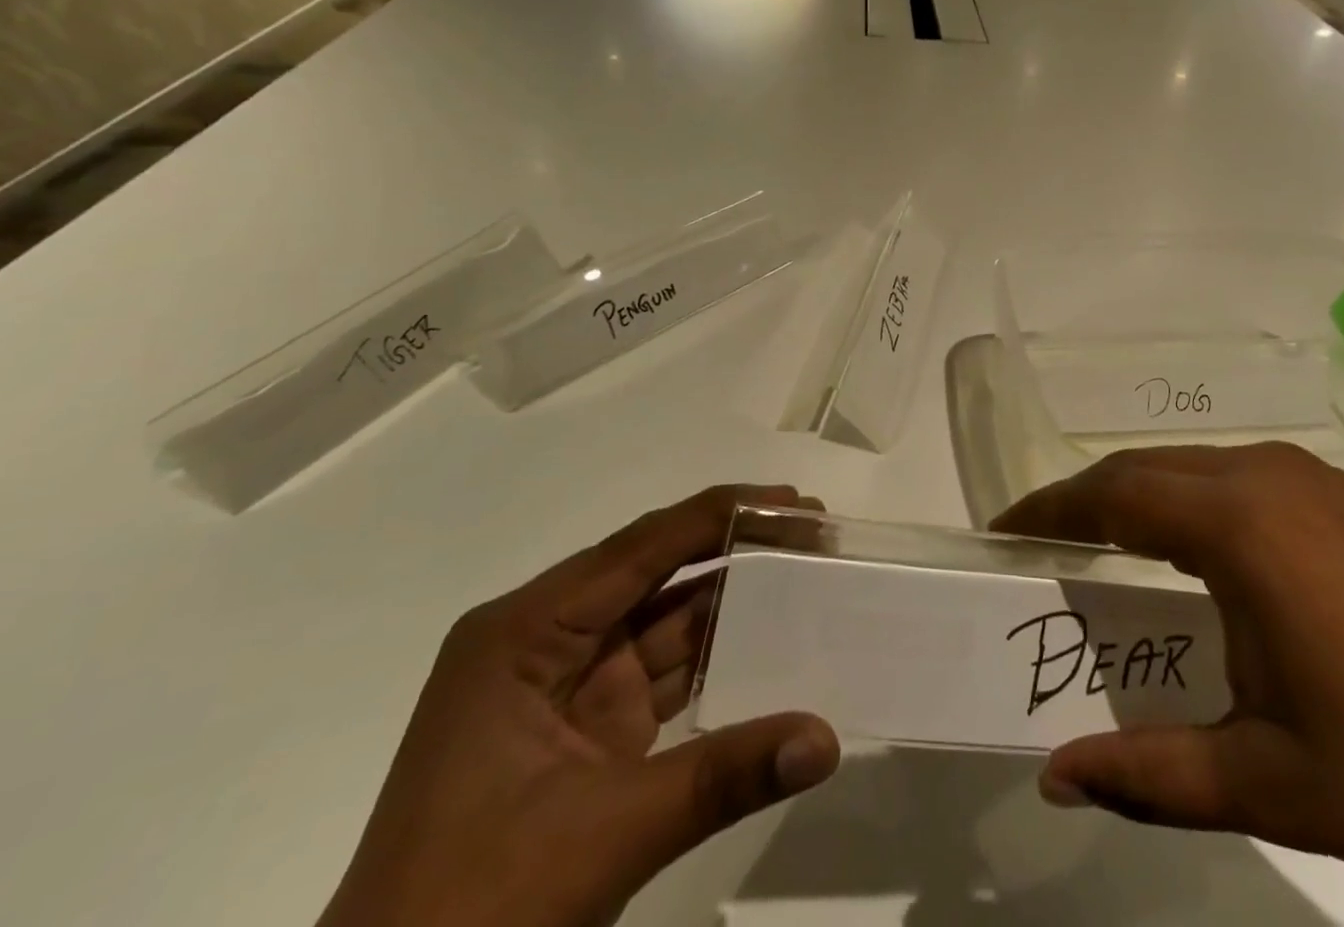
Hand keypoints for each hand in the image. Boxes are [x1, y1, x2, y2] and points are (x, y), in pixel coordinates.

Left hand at [319, 485, 840, 926]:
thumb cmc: (469, 915)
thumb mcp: (601, 836)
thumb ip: (723, 776)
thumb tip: (828, 739)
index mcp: (525, 631)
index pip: (641, 548)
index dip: (722, 515)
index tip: (794, 502)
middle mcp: (546, 640)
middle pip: (658, 572)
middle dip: (737, 547)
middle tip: (814, 530)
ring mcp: (569, 688)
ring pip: (667, 621)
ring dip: (735, 600)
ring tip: (808, 574)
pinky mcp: (590, 732)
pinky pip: (666, 674)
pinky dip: (719, 659)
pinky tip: (774, 643)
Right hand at [994, 444, 1343, 923]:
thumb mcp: (1270, 780)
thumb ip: (1150, 773)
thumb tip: (1054, 778)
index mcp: (1241, 525)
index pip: (1114, 494)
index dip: (1050, 510)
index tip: (1002, 532)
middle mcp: (1266, 477)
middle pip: (1145, 469)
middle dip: (1084, 501)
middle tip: (1041, 547)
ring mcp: (1310, 478)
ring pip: (1190, 467)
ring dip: (1137, 497)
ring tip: (1100, 548)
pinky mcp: (1342, 494)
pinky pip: (1234, 477)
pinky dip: (1187, 500)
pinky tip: (1190, 550)